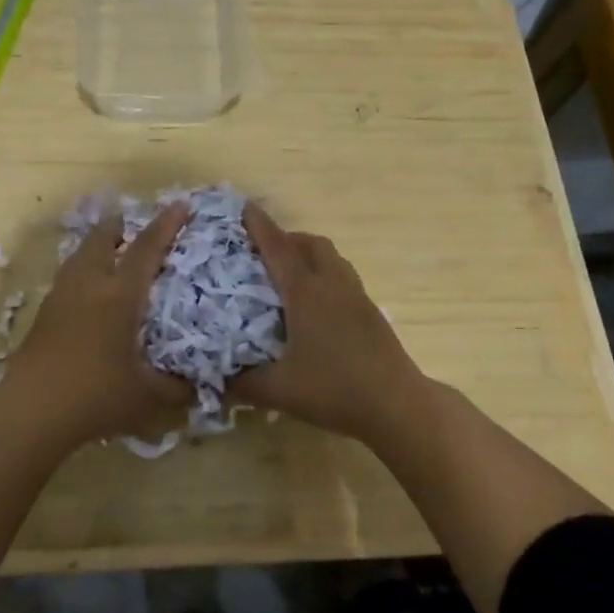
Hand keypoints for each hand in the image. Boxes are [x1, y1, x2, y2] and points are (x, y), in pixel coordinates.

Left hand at [1, 200, 191, 447]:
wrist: (31, 411)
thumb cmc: (95, 396)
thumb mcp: (147, 398)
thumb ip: (176, 389)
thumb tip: (198, 387)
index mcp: (119, 296)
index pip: (146, 249)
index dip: (165, 225)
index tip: (180, 204)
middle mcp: (89, 285)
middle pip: (102, 239)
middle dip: (120, 226)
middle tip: (135, 225)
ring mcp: (61, 297)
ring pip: (80, 256)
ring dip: (98, 246)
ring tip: (112, 254)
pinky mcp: (43, 314)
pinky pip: (68, 277)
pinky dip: (83, 271)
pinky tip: (89, 292)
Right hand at [229, 204, 426, 440]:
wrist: (397, 405)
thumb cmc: (334, 390)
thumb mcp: (279, 390)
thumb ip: (243, 382)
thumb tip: (216, 379)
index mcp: (306, 294)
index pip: (278, 249)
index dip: (260, 226)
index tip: (245, 207)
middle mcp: (333, 286)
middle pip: (311, 244)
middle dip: (287, 238)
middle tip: (264, 252)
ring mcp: (356, 297)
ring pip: (332, 258)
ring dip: (310, 255)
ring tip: (290, 275)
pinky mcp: (371, 313)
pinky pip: (344, 278)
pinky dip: (326, 276)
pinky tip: (316, 307)